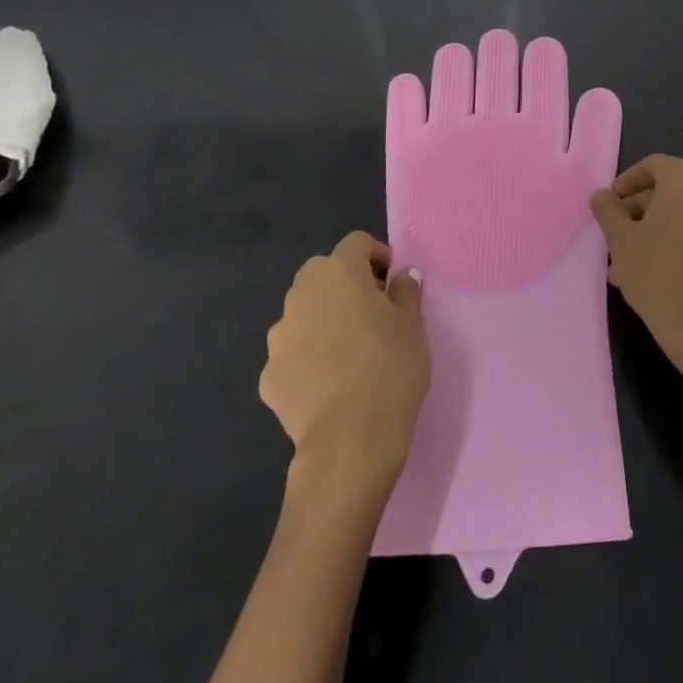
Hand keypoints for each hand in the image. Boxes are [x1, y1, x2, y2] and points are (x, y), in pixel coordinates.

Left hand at [260, 231, 429, 495]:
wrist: (350, 440)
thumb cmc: (390, 369)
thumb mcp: (414, 324)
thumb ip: (406, 291)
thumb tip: (400, 277)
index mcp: (340, 274)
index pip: (356, 242)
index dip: (376, 255)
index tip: (392, 281)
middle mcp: (302, 295)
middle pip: (322, 272)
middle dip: (345, 283)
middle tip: (371, 311)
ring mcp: (279, 336)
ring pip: (303, 312)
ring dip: (323, 318)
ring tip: (348, 350)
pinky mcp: (268, 375)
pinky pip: (292, 352)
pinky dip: (307, 357)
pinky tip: (328, 383)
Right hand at [591, 155, 682, 394]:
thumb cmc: (658, 273)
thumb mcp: (621, 240)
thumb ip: (608, 210)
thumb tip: (602, 195)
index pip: (652, 166)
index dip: (626, 183)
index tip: (608, 206)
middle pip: (669, 190)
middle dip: (639, 210)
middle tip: (615, 236)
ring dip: (655, 231)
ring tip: (627, 262)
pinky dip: (677, 244)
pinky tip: (655, 273)